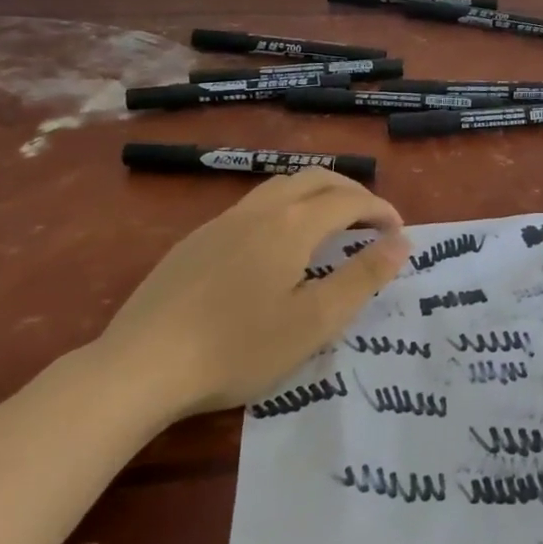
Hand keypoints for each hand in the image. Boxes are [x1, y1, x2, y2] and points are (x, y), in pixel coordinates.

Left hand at [93, 168, 409, 421]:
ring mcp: (223, 221)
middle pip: (316, 178)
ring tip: (331, 223)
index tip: (399, 233)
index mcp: (292, 225)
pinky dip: (285, 207)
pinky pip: (254, 204)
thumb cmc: (238, 348)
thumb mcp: (313, 322)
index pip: (349, 199)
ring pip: (281, 185)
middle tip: (372, 221)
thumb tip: (402, 242)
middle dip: (352, 191)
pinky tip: (276, 245)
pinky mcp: (197, 239)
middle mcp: (260, 209)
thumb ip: (362, 278)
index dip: (380, 210)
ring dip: (316, 193)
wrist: (140, 365)